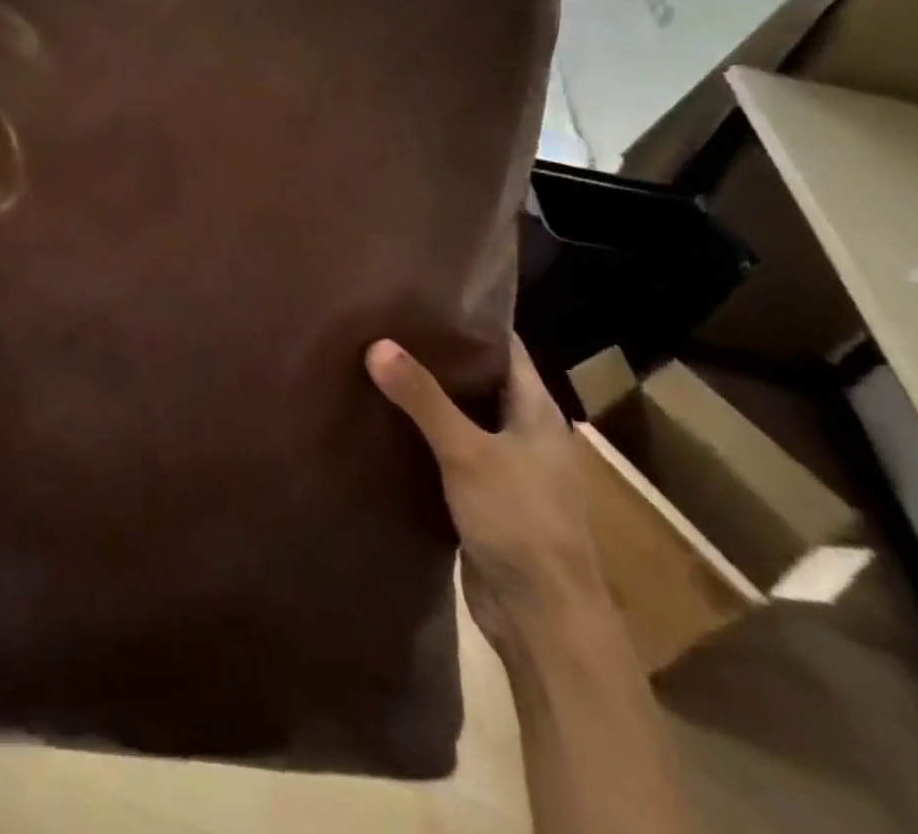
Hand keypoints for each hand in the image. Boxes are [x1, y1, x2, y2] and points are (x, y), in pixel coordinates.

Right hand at [366, 335, 605, 650]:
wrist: (543, 620)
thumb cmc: (521, 522)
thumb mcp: (467, 452)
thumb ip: (422, 398)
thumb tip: (376, 344)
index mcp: (538, 412)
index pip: (505, 348)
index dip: (470, 320)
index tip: (422, 296)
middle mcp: (524, 433)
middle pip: (478, 380)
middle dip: (436, 356)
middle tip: (384, 325)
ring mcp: (504, 468)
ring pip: (460, 418)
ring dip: (426, 398)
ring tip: (374, 363)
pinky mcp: (482, 498)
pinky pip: (447, 452)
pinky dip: (421, 436)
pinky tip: (382, 421)